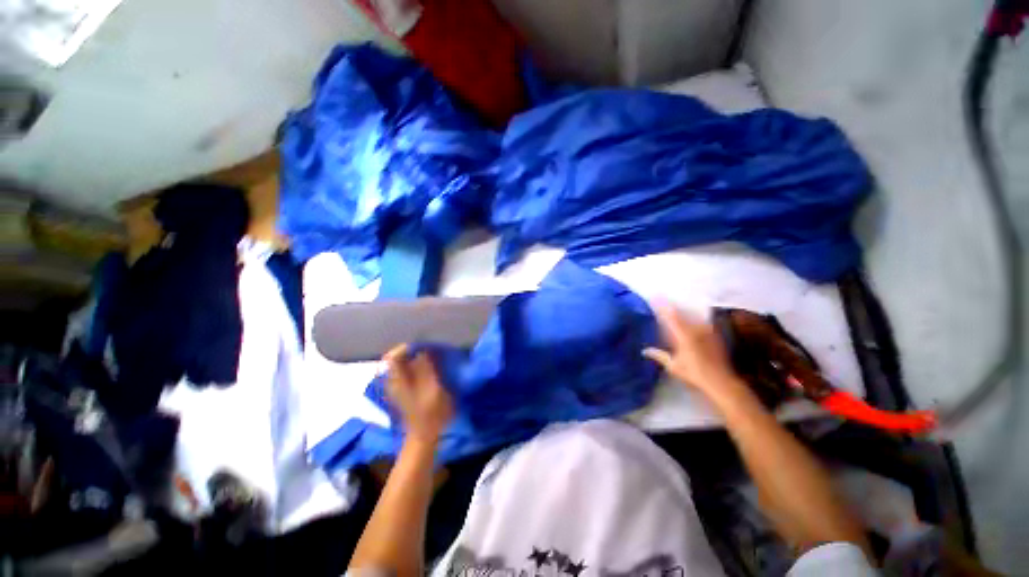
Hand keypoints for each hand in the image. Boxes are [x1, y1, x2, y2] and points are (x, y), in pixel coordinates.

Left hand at [383, 345, 454, 442]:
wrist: (424, 436)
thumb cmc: (431, 413)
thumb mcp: (432, 389)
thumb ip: (425, 369)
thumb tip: (421, 351)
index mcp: (398, 381)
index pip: (393, 356)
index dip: (406, 347)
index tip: (423, 345)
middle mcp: (393, 381)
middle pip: (396, 359)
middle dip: (412, 351)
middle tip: (429, 350)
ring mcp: (397, 386)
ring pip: (401, 364)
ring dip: (415, 358)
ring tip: (431, 357)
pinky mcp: (403, 390)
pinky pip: (406, 371)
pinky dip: (416, 366)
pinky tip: (429, 368)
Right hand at [643, 304, 749, 405]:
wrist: (721, 381)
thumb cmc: (694, 373)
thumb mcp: (673, 366)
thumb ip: (659, 355)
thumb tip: (644, 350)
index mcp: (684, 334)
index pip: (671, 316)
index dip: (662, 306)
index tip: (655, 298)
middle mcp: (696, 329)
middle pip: (682, 313)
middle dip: (671, 308)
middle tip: (662, 303)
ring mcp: (707, 331)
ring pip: (692, 317)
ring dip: (683, 313)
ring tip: (675, 311)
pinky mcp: (714, 336)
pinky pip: (701, 323)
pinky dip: (693, 321)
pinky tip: (690, 323)